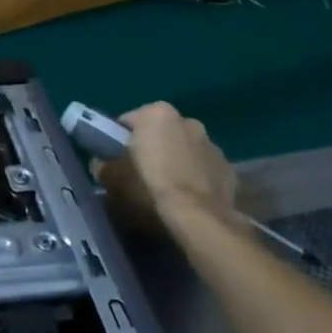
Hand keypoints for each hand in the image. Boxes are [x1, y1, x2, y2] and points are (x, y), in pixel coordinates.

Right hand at [97, 101, 243, 242]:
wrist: (199, 219)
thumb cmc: (150, 187)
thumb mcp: (112, 176)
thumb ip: (103, 164)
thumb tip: (103, 164)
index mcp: (157, 112)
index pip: (128, 122)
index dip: (118, 141)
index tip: (115, 161)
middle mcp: (188, 120)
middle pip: (159, 134)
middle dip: (151, 150)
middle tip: (139, 176)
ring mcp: (212, 145)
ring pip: (184, 151)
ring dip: (175, 163)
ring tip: (166, 191)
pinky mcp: (228, 170)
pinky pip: (203, 170)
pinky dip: (195, 179)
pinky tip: (187, 200)